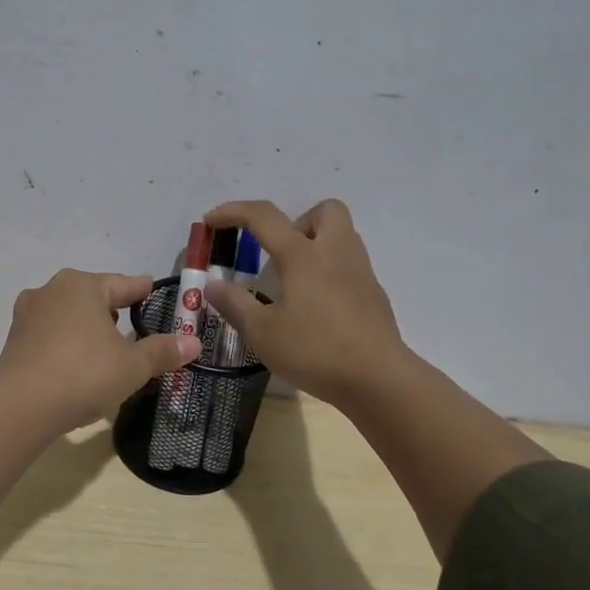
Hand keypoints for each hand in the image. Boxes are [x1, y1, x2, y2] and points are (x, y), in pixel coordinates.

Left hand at [0, 269, 201, 432]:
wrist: (21, 406)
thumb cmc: (84, 374)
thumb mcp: (132, 366)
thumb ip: (162, 351)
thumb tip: (193, 343)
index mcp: (82, 285)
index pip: (123, 284)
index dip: (142, 290)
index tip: (153, 290)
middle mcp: (51, 290)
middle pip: (92, 296)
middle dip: (112, 311)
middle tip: (134, 328)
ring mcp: (28, 315)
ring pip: (68, 315)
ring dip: (87, 328)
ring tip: (105, 349)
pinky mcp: (14, 340)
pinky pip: (50, 336)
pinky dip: (67, 345)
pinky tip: (77, 365)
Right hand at [202, 199, 412, 410]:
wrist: (379, 379)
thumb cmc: (315, 350)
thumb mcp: (262, 332)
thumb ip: (234, 304)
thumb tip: (212, 285)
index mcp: (303, 255)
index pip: (264, 216)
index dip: (233, 212)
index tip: (211, 221)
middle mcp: (335, 253)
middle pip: (325, 210)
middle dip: (297, 221)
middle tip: (278, 254)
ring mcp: (360, 272)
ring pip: (341, 236)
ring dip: (315, 245)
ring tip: (293, 283)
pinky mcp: (374, 295)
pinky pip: (349, 267)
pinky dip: (329, 274)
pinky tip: (316, 309)